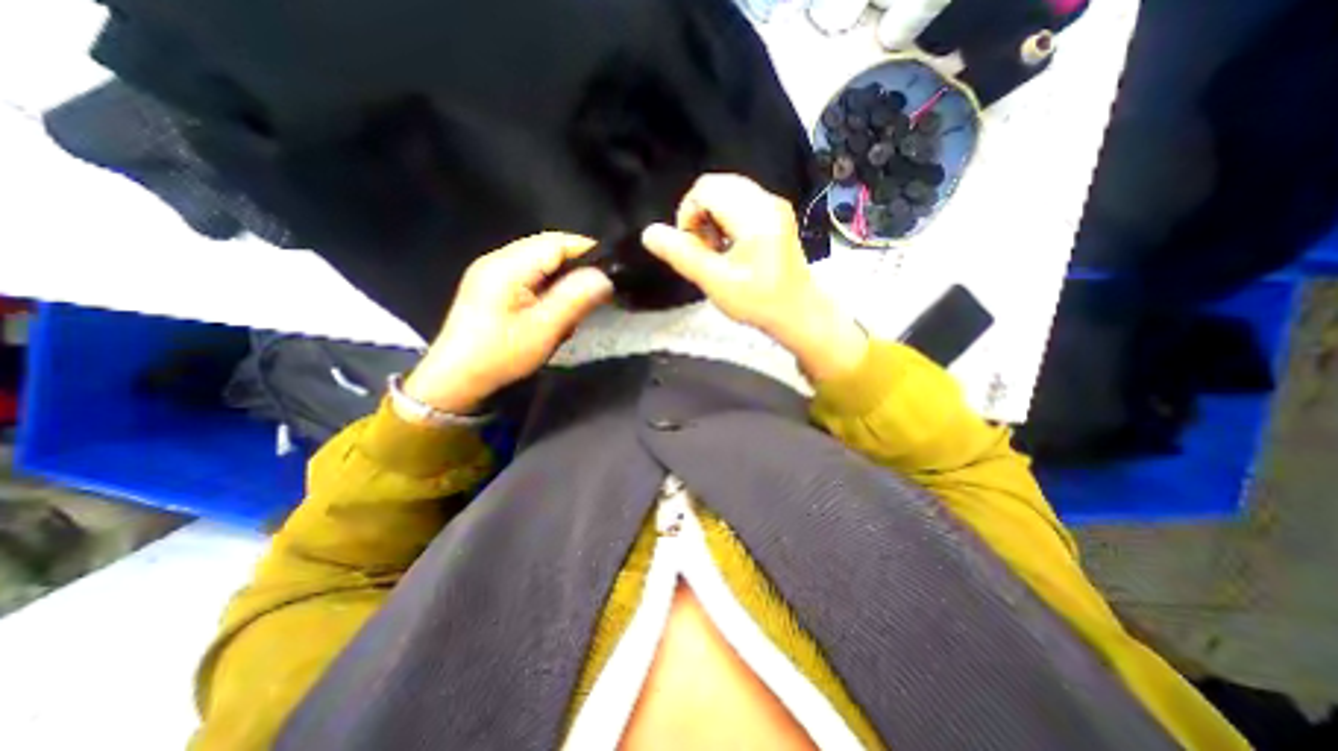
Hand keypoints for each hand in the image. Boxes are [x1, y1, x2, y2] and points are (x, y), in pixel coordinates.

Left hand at [405, 233, 611, 412]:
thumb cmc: (500, 354)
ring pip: (540, 265)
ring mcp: (492, 273)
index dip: (587, 250)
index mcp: (508, 265)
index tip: (612, 270)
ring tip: (574, 308)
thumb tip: (604, 277)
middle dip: (575, 269)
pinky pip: (529, 278)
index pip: (556, 242)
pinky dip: (547, 290)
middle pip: (548, 250)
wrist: (455, 379)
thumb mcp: (544, 329)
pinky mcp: (491, 288)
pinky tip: (552, 313)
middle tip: (597, 293)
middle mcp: (498, 260)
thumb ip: (575, 299)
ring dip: (562, 282)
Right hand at [647, 173, 874, 382]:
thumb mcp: (715, 282)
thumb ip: (682, 255)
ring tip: (717, 250)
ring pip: (727, 192)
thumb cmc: (758, 302)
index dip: (688, 214)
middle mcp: (767, 201)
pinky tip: (730, 246)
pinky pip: (740, 202)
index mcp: (754, 215)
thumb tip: (649, 233)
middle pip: (716, 185)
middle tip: (705, 250)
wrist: (797, 313)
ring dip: (712, 217)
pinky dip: (725, 219)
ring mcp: (774, 206)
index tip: (693, 247)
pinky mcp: (776, 215)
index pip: (705, 189)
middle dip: (699, 214)